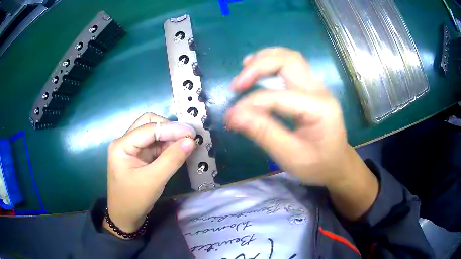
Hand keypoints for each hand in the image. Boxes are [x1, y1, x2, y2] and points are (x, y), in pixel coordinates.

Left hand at [105, 113, 195, 235]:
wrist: (125, 217)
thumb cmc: (134, 200)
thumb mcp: (153, 181)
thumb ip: (172, 159)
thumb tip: (191, 141)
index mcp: (122, 145)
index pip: (148, 129)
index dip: (171, 129)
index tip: (192, 133)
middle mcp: (125, 142)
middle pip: (148, 123)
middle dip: (168, 128)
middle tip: (187, 136)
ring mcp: (132, 148)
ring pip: (152, 133)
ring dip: (169, 136)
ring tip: (186, 143)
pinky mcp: (139, 156)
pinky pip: (154, 145)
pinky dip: (167, 145)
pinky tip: (178, 150)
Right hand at [226, 47, 377, 219]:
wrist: (338, 165)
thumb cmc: (318, 165)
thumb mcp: (291, 156)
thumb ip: (264, 134)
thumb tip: (234, 116)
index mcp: (319, 108)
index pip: (279, 97)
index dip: (251, 104)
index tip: (231, 117)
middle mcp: (319, 90)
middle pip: (289, 60)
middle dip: (259, 66)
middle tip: (237, 83)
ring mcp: (316, 87)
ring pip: (290, 58)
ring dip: (265, 59)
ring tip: (245, 68)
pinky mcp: (311, 89)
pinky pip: (291, 66)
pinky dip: (272, 64)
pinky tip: (259, 70)